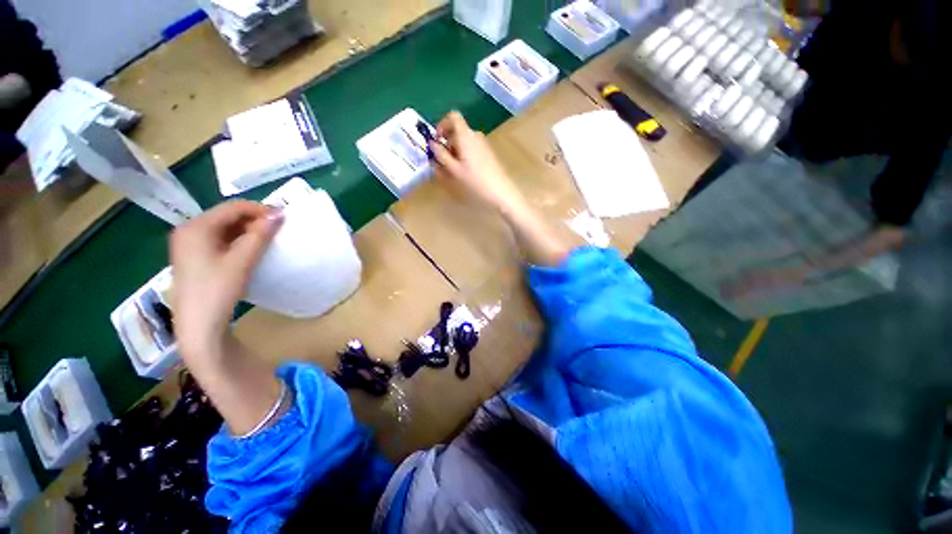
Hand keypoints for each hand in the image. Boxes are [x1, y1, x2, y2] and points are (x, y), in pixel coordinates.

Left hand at [169, 201, 281, 362]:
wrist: (197, 325)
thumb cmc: (217, 290)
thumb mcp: (242, 261)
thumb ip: (260, 235)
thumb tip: (279, 214)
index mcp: (196, 227)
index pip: (233, 208)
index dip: (260, 210)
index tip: (283, 218)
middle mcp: (188, 230)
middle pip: (226, 216)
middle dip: (253, 220)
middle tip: (276, 230)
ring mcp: (188, 244)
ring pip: (223, 228)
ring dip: (247, 230)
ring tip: (267, 239)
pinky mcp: (193, 257)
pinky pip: (218, 240)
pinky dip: (237, 240)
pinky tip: (250, 250)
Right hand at [430, 111, 526, 213]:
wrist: (501, 192)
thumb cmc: (475, 181)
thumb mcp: (454, 170)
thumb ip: (441, 155)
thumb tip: (432, 144)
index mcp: (466, 135)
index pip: (453, 116)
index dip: (442, 125)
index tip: (437, 140)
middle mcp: (475, 135)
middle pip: (457, 131)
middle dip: (447, 143)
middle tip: (443, 161)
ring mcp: (483, 144)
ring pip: (464, 141)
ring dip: (455, 151)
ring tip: (454, 170)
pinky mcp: (488, 153)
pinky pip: (472, 148)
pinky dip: (464, 155)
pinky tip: (466, 172)